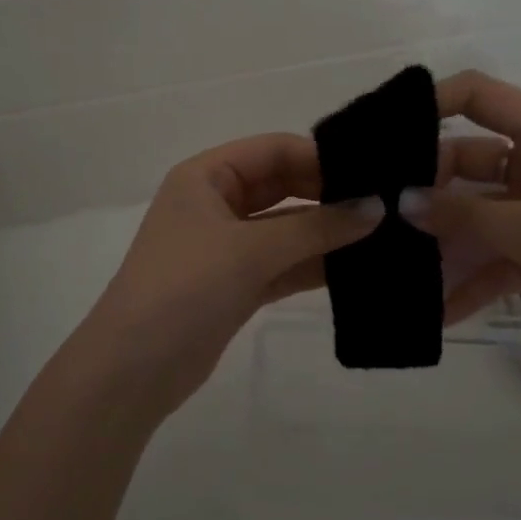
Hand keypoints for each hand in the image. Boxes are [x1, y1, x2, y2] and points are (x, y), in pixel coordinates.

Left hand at [81, 133, 381, 421]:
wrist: (134, 369)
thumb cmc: (184, 288)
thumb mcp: (251, 250)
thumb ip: (317, 227)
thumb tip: (377, 207)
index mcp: (206, 177)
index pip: (273, 149)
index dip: (321, 157)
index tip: (373, 172)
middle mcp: (216, 204)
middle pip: (283, 186)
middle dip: (329, 195)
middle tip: (386, 204)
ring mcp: (227, 246)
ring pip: (287, 228)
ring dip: (328, 233)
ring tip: (385, 234)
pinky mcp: (237, 284)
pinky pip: (284, 263)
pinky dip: (316, 264)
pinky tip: (359, 268)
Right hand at [406, 71, 520, 355]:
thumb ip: (470, 217)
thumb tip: (403, 202)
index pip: (480, 96)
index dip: (433, 102)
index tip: (384, 134)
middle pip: (467, 162)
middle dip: (425, 188)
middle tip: (376, 215)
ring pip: (476, 217)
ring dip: (441, 242)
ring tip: (393, 267)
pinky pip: (494, 261)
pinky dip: (469, 283)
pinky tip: (435, 313)